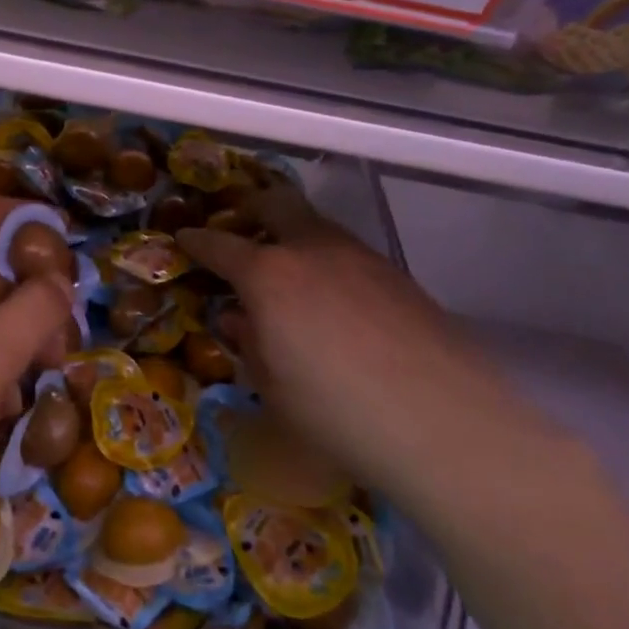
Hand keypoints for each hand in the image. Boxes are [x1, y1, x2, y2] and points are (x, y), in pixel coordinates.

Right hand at [177, 183, 533, 505]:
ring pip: (317, 225)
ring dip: (293, 234)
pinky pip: (348, 252)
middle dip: (250, 209)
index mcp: (269, 274)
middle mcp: (313, 249)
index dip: (197, 241)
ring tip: (287, 268)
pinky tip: (334, 298)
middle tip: (239, 226)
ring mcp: (360, 257)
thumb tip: (239, 316)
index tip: (184, 239)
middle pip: (275, 205)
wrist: (444, 424)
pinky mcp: (398, 275)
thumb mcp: (273, 387)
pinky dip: (327, 260)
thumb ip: (249, 342)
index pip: (220, 244)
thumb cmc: (337, 413)